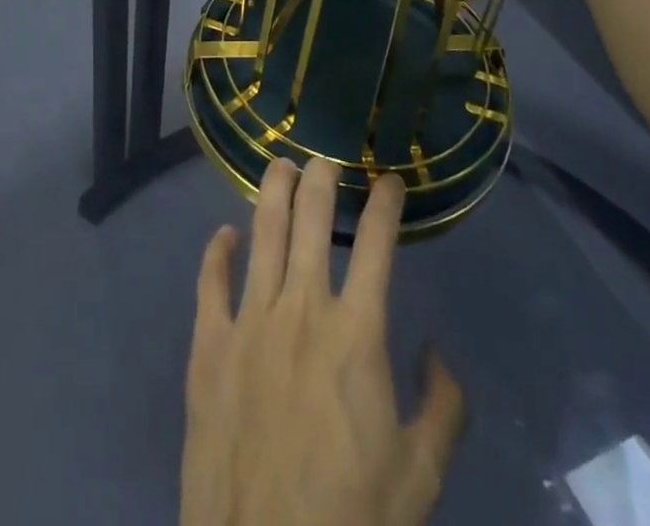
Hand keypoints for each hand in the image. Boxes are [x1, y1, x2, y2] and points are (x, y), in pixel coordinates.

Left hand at [181, 159, 464, 525]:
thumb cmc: (350, 520)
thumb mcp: (420, 477)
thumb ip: (441, 408)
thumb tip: (438, 354)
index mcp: (356, 333)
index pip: (376, 243)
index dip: (385, 203)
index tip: (390, 179)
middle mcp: (301, 309)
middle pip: (311, 219)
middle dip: (321, 178)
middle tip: (326, 159)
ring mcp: (249, 322)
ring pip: (262, 233)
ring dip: (273, 192)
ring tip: (281, 165)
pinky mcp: (208, 346)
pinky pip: (210, 282)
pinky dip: (217, 251)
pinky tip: (225, 234)